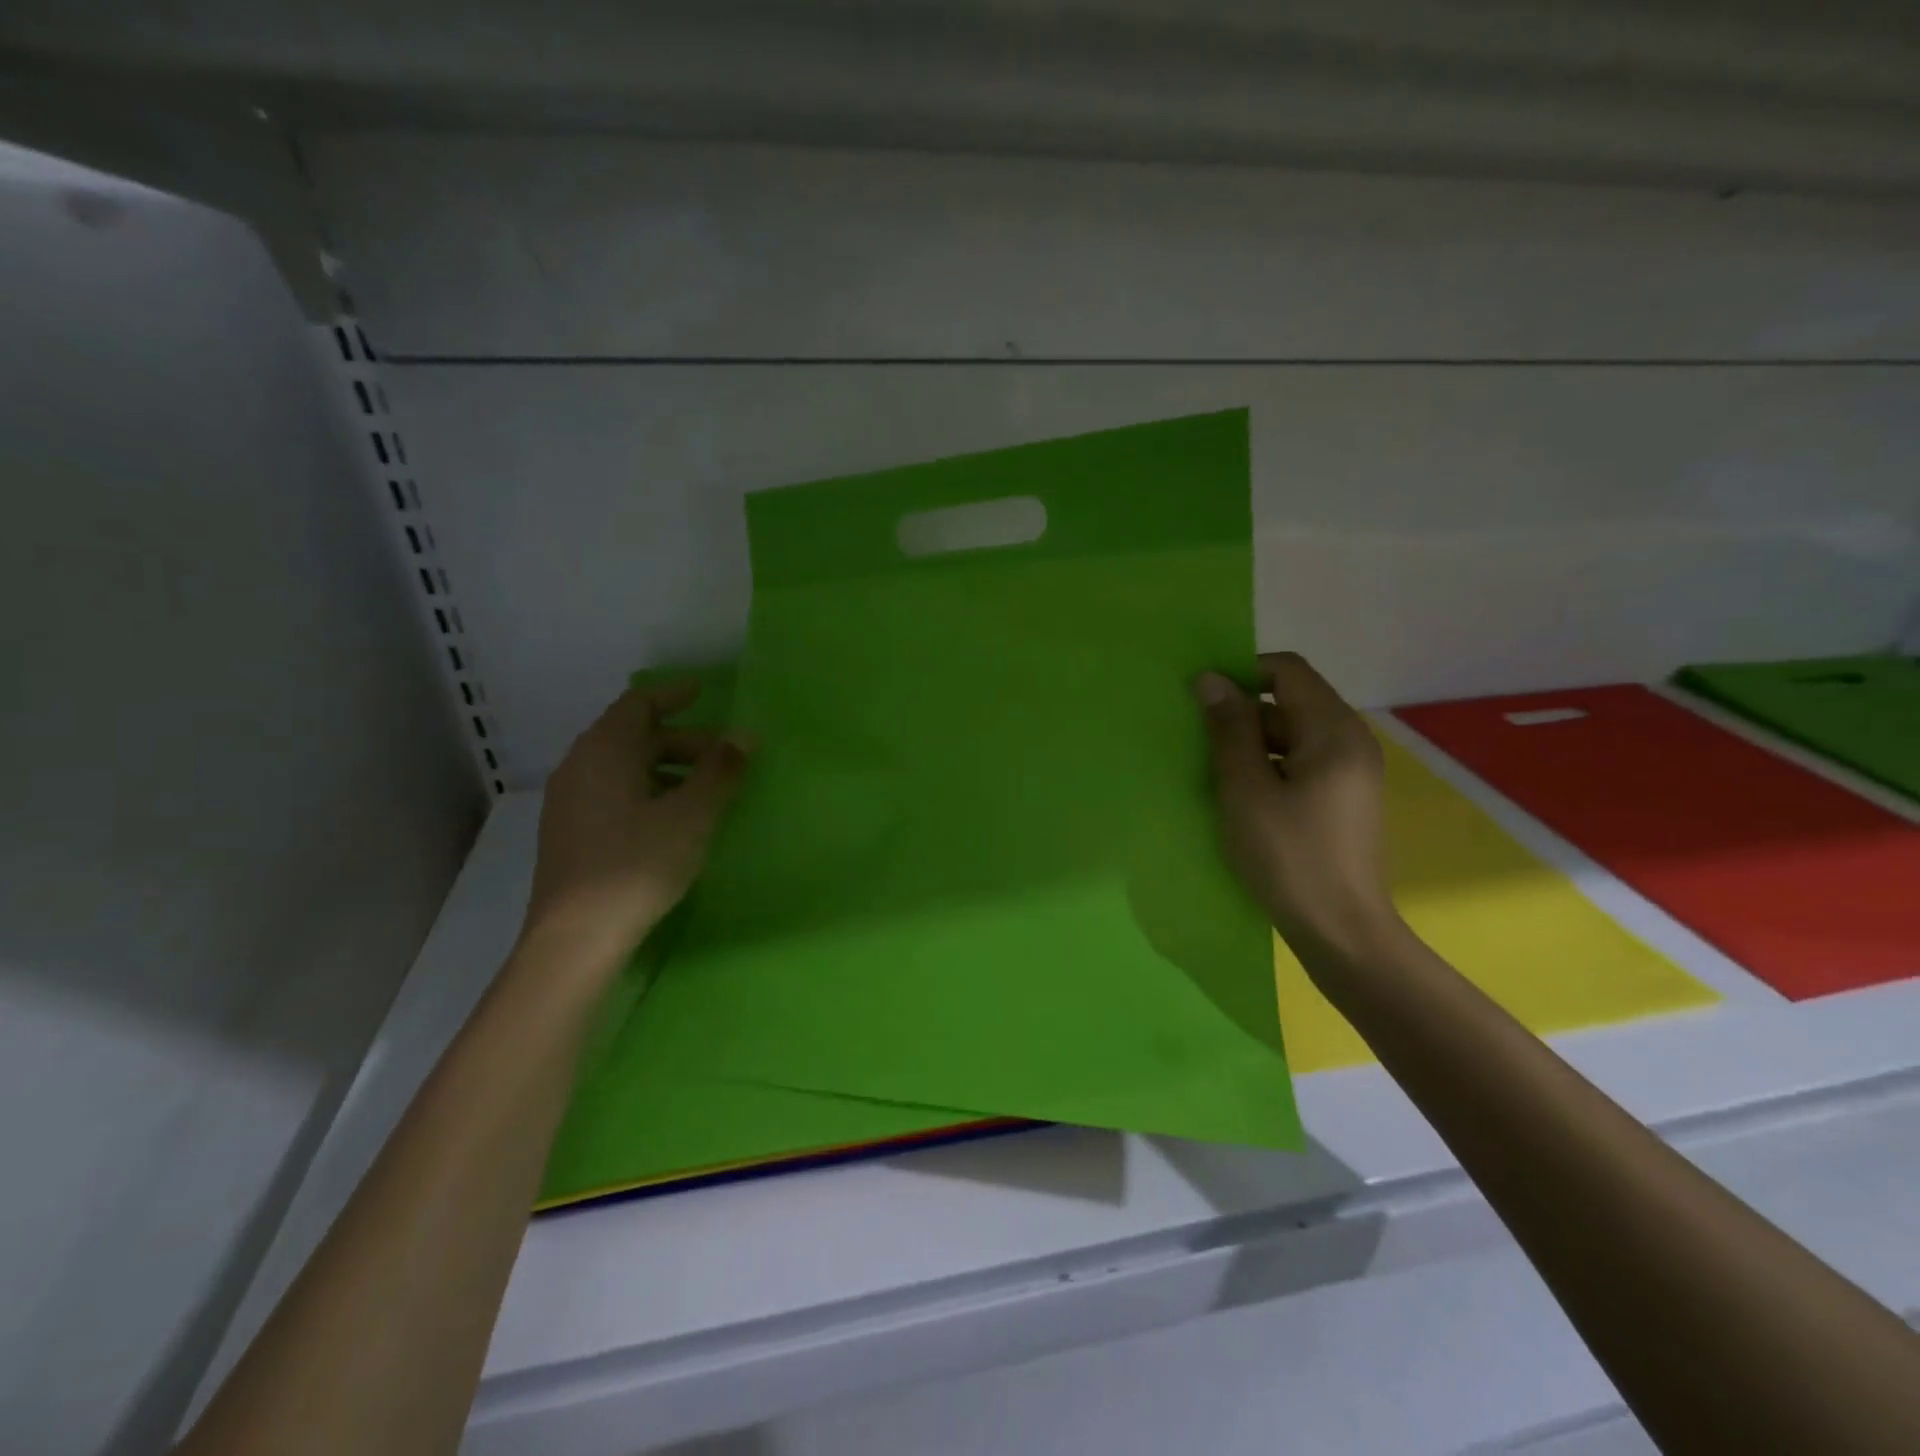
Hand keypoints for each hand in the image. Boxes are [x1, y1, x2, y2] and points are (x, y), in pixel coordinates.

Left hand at [522, 681, 750, 972]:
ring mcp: (570, 803)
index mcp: (604, 752)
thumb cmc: (637, 864)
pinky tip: (673, 819)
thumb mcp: (691, 815)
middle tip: (724, 757)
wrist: (575, 938)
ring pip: (624, 768)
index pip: (638, 704)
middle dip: (682, 740)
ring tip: (705, 790)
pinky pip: (614, 793)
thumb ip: (720, 771)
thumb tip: (744, 736)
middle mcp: (579, 767)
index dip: (673, 695)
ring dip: (667, 768)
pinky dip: (648, 790)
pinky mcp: (570, 834)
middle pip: (633, 737)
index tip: (704, 692)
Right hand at [1194, 652, 1397, 954]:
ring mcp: (1349, 771)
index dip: (1242, 673)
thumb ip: (1229, 729)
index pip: (1287, 670)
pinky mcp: (1342, 797)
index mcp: (1334, 731)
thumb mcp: (1246, 789)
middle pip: (1290, 700)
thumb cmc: (1289, 856)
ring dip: (1251, 743)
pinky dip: (1269, 766)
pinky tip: (1240, 796)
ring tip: (1214, 773)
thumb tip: (1210, 678)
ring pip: (1292, 734)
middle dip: (1242, 713)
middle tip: (1201, 743)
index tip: (1202, 700)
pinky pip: (1300, 761)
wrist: (1340, 930)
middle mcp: (1350, 741)